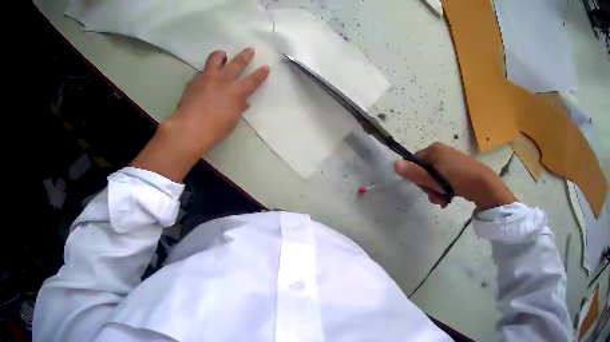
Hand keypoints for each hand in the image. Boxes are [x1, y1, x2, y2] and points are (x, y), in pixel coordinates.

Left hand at [131, 48, 270, 181]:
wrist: (189, 128)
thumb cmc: (214, 130)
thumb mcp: (231, 121)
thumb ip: (238, 108)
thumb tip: (243, 102)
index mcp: (237, 92)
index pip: (254, 80)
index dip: (261, 73)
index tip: (266, 67)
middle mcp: (224, 80)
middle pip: (238, 63)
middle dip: (245, 55)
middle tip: (249, 50)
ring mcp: (208, 77)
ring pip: (216, 57)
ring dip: (221, 55)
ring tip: (223, 56)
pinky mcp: (195, 80)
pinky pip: (202, 70)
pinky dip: (206, 71)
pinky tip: (205, 77)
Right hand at [395, 143, 516, 209]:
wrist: (482, 184)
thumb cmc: (456, 179)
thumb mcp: (433, 179)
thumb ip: (414, 173)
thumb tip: (395, 165)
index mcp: (434, 150)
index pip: (415, 162)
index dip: (417, 177)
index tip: (424, 188)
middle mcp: (441, 152)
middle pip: (425, 171)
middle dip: (428, 187)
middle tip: (435, 196)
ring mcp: (450, 160)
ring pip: (435, 178)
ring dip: (436, 191)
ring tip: (443, 200)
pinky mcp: (457, 169)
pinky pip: (444, 179)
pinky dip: (444, 189)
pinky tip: (448, 198)